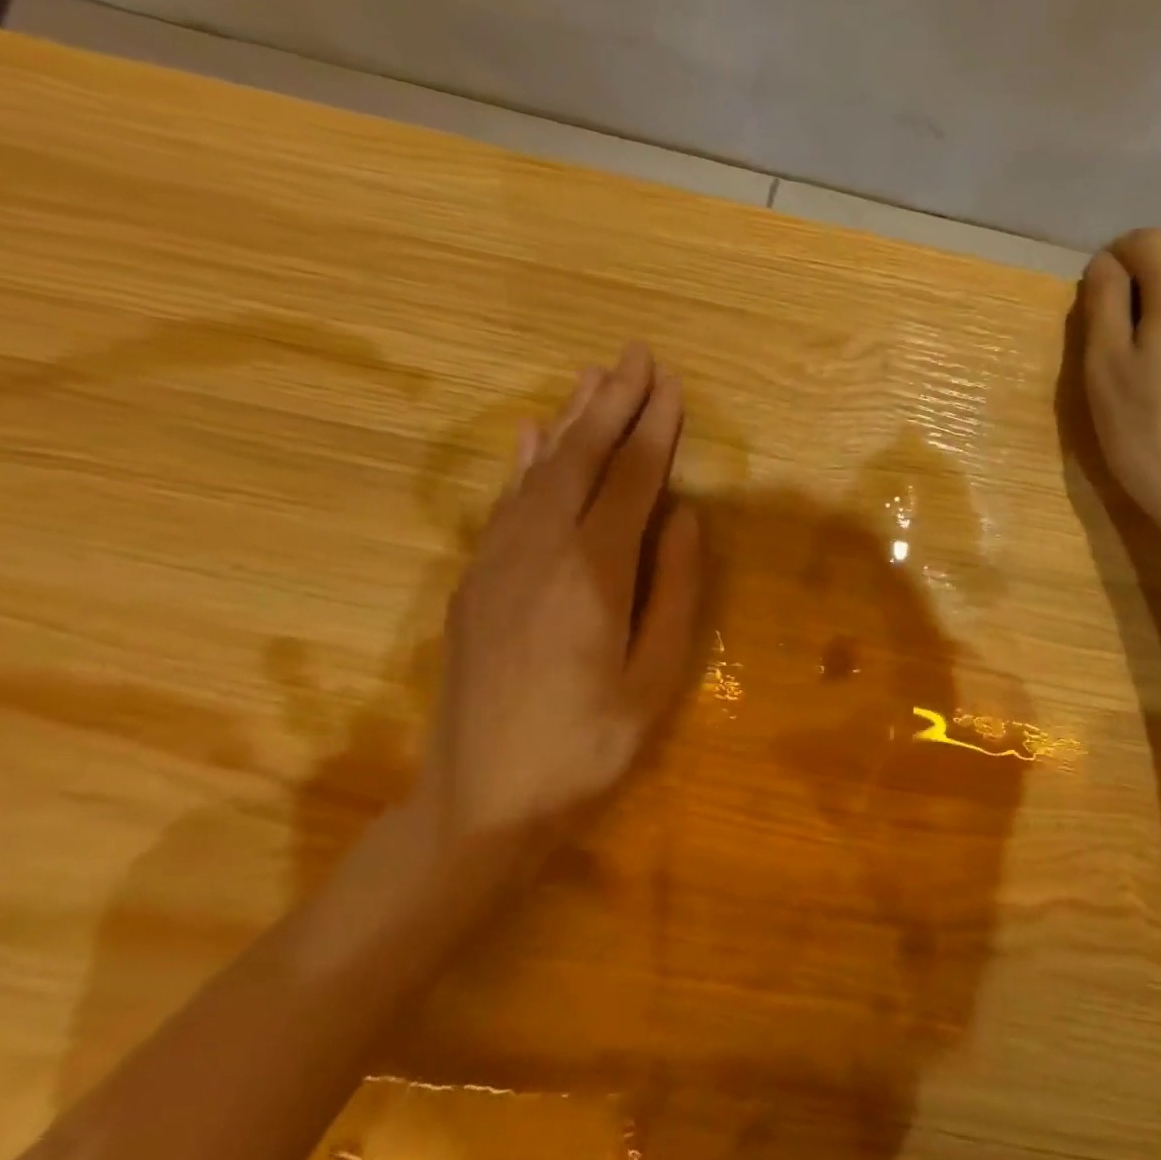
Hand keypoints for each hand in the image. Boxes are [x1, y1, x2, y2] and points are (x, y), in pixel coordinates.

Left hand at [417, 343, 703, 854]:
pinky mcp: (475, 579)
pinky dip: (524, 460)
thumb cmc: (587, 747)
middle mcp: (539, 550)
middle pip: (579, 458)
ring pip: (538, 470)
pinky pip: (505, 501)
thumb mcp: (656, 680)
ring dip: (570, 420)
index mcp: (592, 574)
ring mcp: (497, 561)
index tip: (672, 387)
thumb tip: (685, 518)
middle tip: (636, 356)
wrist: (479, 803)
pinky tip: (532, 434)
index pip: (630, 481)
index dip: (654, 431)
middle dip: (612, 404)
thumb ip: (675, 591)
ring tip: (594, 378)